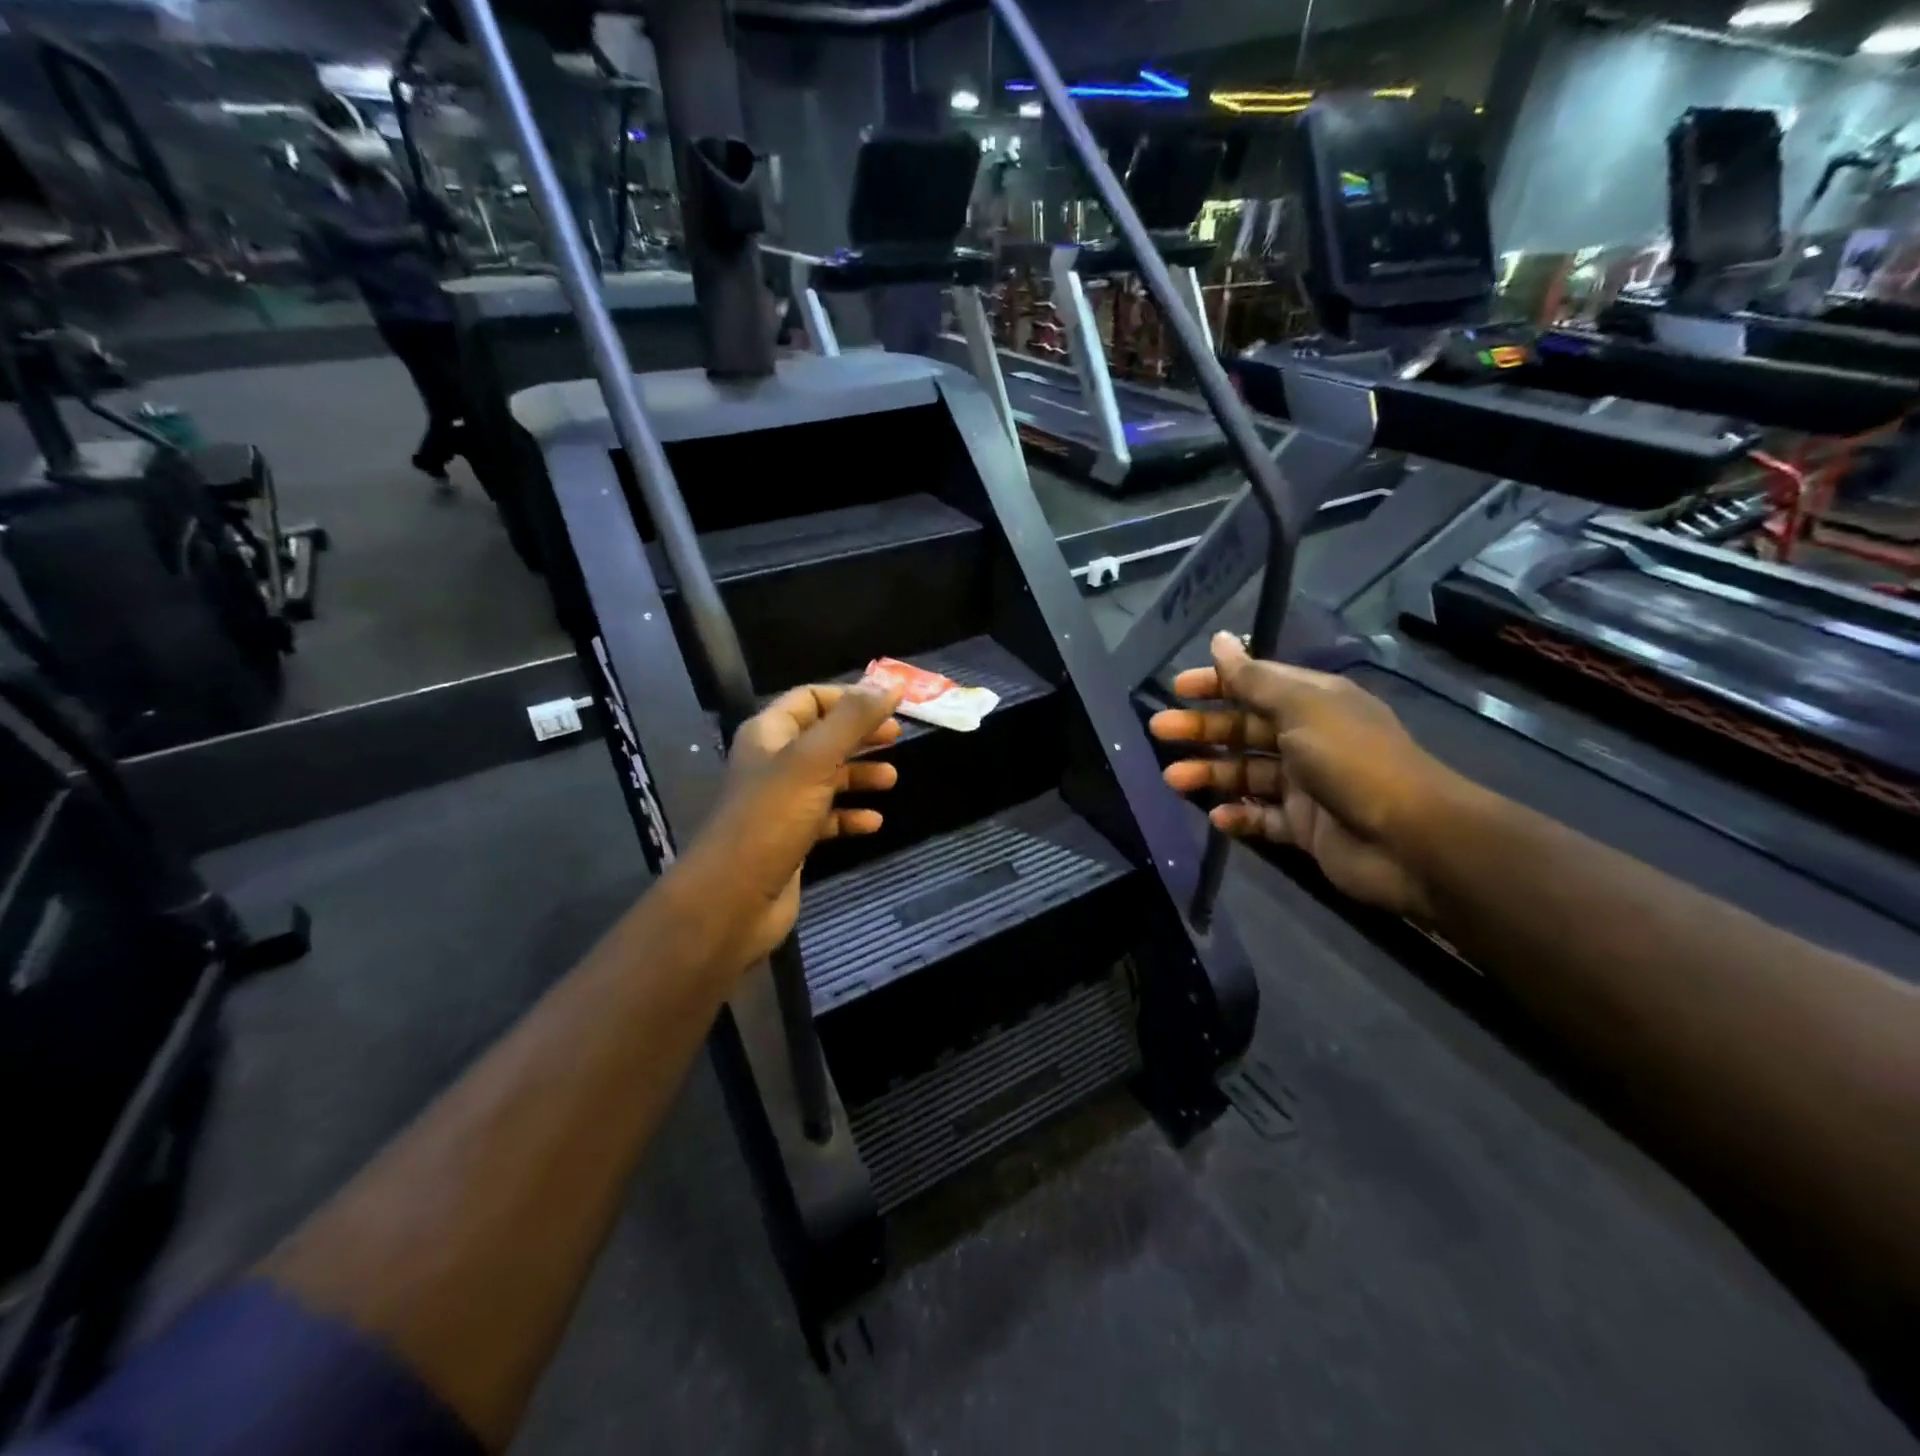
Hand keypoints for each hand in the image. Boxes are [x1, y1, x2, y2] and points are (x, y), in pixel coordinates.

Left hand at [677, 682, 904, 968]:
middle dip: (860, 735)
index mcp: (769, 734)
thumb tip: (892, 683)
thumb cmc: (771, 818)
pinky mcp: (791, 838)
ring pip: (827, 778)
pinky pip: (826, 818)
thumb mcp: (814, 760)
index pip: (810, 699)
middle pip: (823, 737)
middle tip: (897, 738)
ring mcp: (781, 803)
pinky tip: (873, 823)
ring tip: (891, 780)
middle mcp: (773, 763)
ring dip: (859, 776)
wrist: (733, 898)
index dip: (848, 697)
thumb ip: (853, 720)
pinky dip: (850, 817)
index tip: (889, 705)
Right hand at [1149, 632, 1465, 921]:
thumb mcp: (1301, 709)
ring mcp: (1307, 786)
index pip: (1257, 685)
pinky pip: (1262, 816)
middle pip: (1244, 729)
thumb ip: (1254, 679)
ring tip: (1173, 780)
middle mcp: (1309, 739)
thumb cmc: (1352, 761)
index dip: (1217, 684)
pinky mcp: (1305, 827)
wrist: (1410, 840)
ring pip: (1247, 773)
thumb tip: (1221, 640)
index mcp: (1314, 703)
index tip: (1177, 688)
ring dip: (1210, 774)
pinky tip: (1216, 816)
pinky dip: (1238, 815)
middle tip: (1159, 731)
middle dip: (1202, 729)